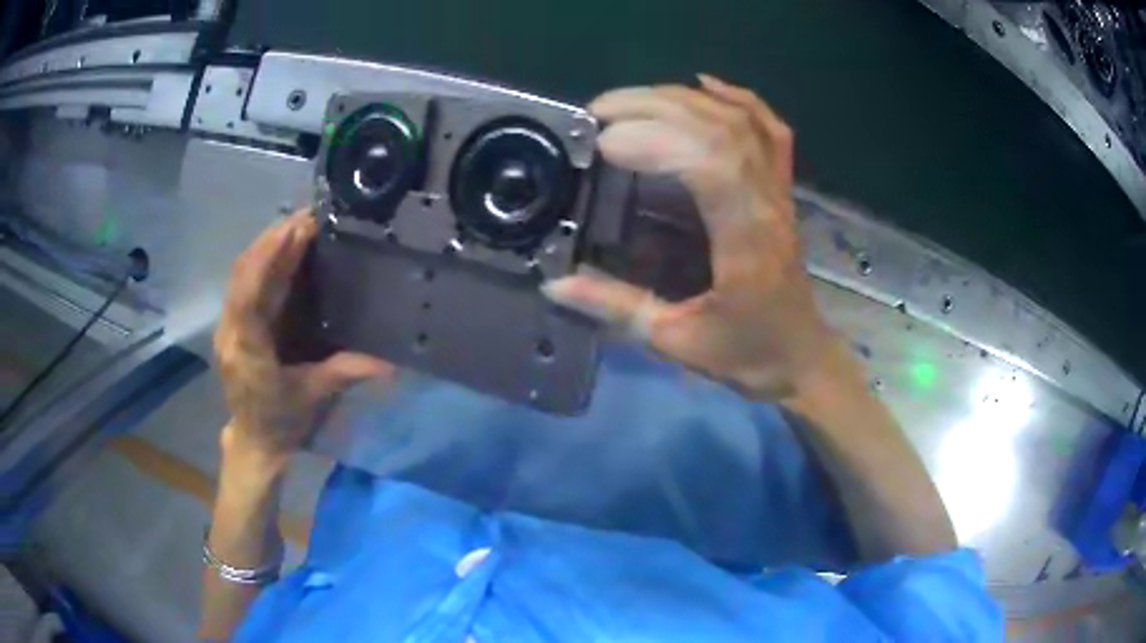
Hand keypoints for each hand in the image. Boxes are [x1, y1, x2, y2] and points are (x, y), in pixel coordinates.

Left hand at [213, 209, 393, 468]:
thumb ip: (346, 372)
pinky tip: (282, 248)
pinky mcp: (233, 323)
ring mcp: (228, 326)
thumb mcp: (313, 396)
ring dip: (266, 246)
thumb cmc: (281, 421)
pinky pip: (243, 283)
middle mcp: (231, 331)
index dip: (270, 258)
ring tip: (296, 224)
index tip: (297, 229)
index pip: (250, 294)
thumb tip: (393, 364)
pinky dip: (262, 261)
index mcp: (247, 350)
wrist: (255, 441)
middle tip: (306, 216)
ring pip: (240, 275)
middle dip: (271, 241)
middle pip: (243, 275)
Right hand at [544, 76, 838, 400]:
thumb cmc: (747, 355)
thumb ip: (617, 307)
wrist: (801, 358)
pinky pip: (770, 129)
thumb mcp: (676, 341)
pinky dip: (739, 98)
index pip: (710, 165)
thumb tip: (554, 282)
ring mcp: (779, 190)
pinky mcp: (781, 187)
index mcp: (746, 242)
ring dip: (683, 98)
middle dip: (656, 107)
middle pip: (720, 129)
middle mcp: (767, 203)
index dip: (656, 141)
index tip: (602, 144)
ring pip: (740, 120)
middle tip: (599, 110)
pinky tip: (703, 84)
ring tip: (632, 100)